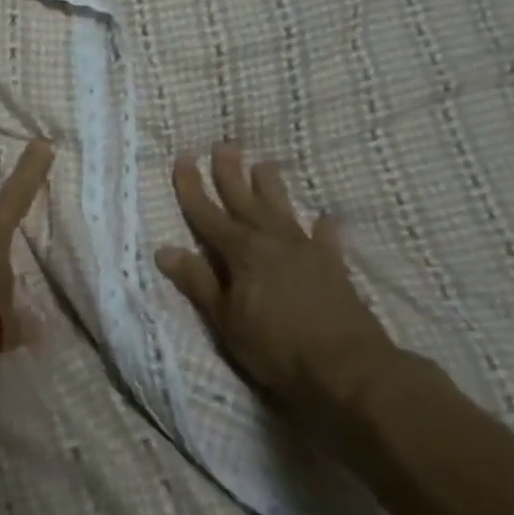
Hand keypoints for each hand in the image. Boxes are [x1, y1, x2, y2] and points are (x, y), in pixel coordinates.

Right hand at [156, 146, 401, 423]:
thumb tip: (164, 250)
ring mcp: (305, 251)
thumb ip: (198, 281)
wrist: (349, 370)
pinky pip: (326, 240)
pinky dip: (324, 228)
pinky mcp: (334, 268)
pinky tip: (326, 217)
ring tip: (264, 164)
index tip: (183, 157)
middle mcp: (271, 241)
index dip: (192, 186)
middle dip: (230, 173)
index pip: (206, 213)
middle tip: (224, 144)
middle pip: (244, 200)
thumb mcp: (225, 319)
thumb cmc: (276, 346)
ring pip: (282, 210)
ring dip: (271, 187)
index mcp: (240, 252)